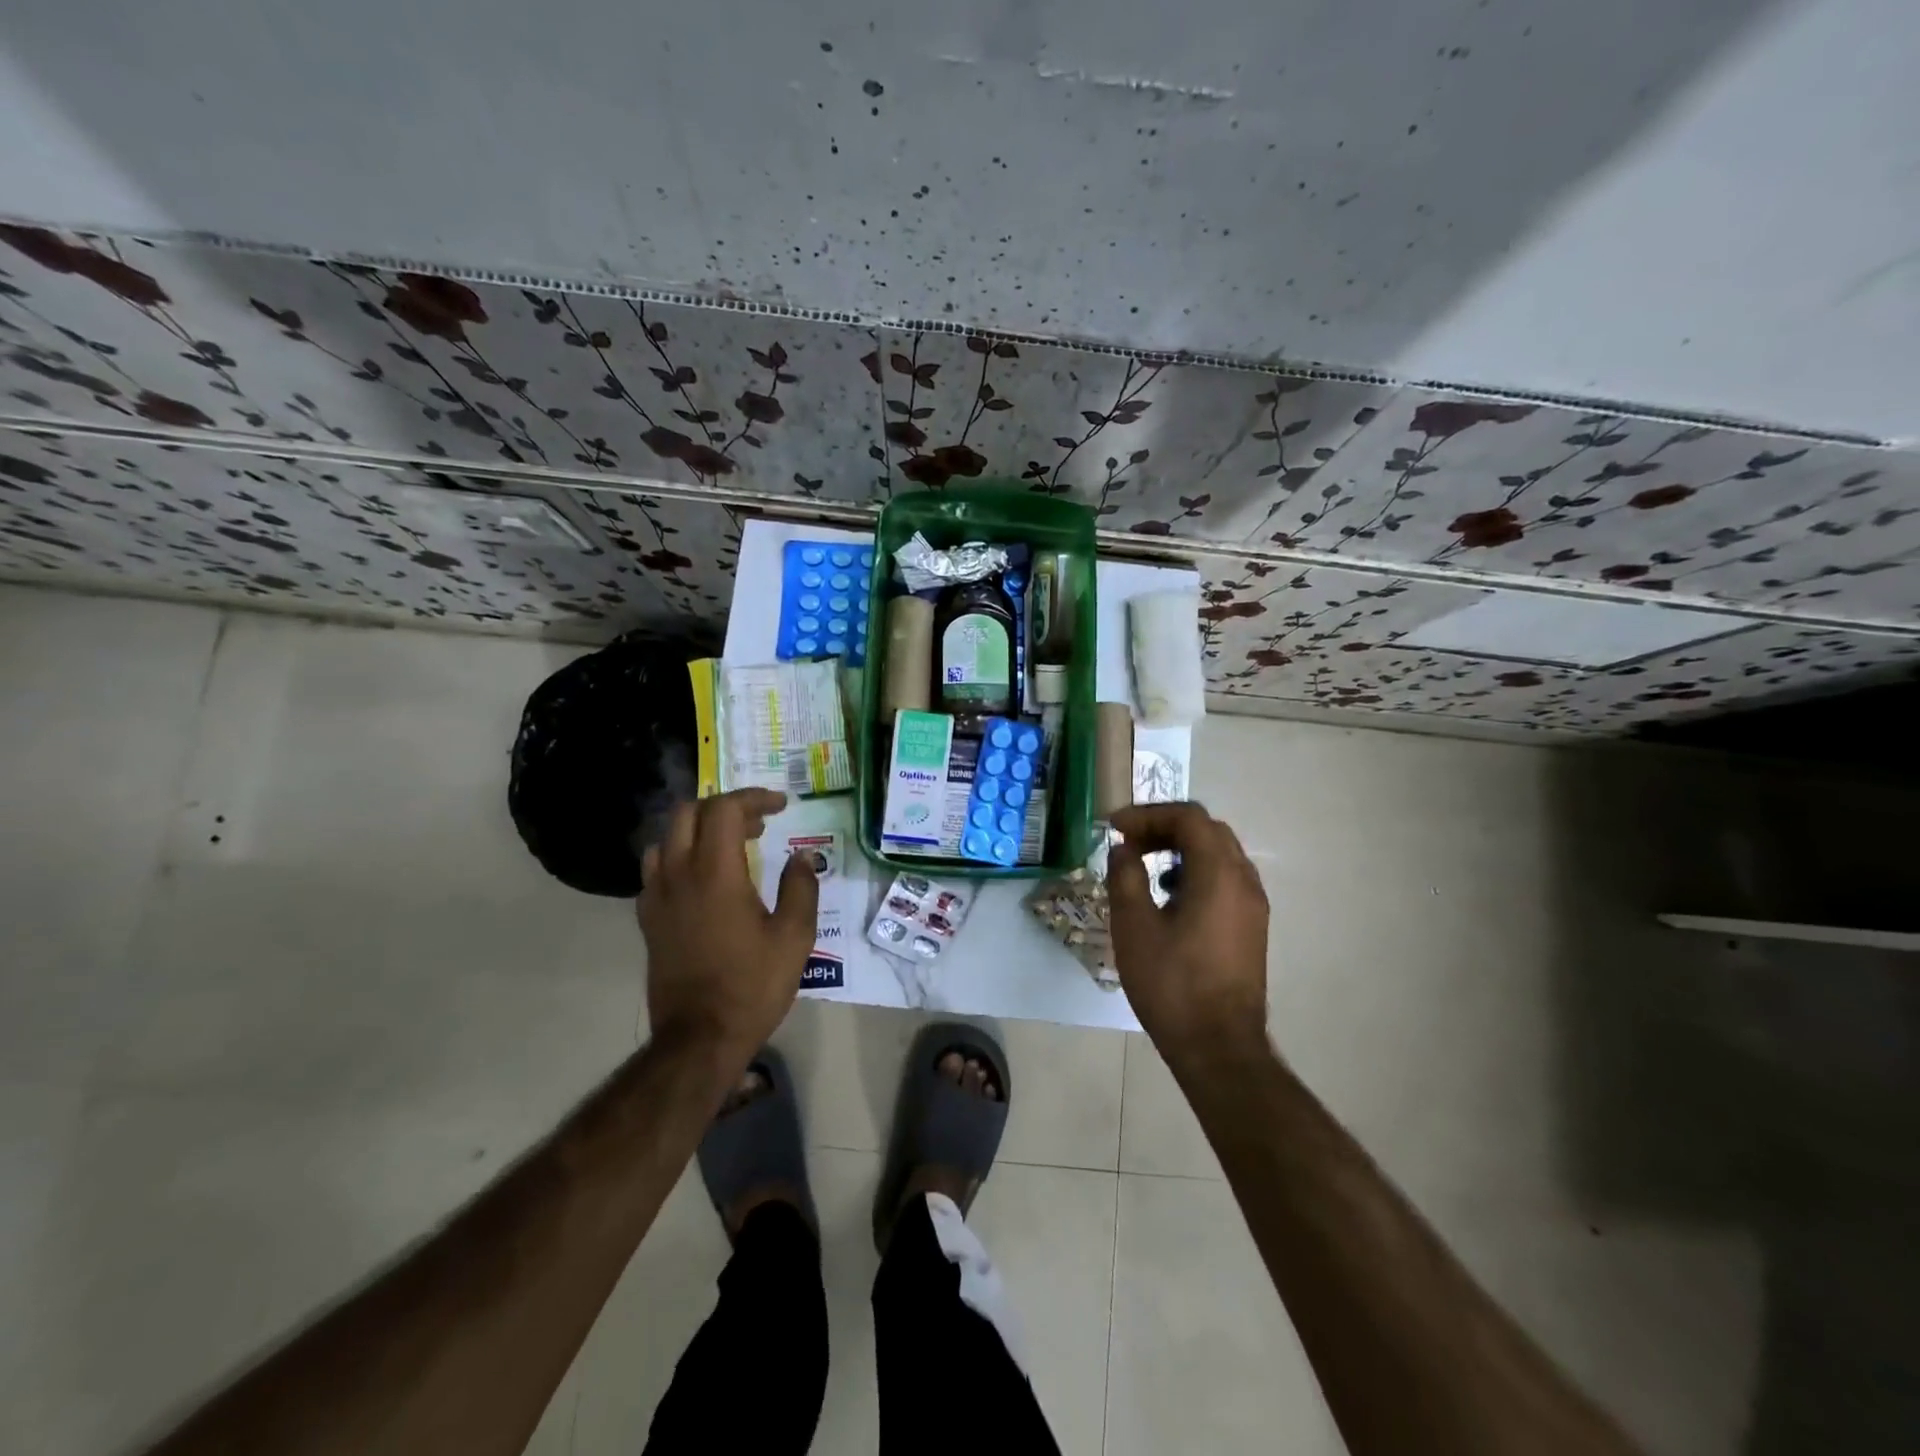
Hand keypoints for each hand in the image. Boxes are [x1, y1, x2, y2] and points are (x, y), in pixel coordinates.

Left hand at [638, 788, 819, 1063]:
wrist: (699, 1038)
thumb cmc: (752, 985)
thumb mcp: (794, 936)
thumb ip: (801, 888)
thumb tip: (802, 856)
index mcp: (716, 873)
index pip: (725, 809)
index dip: (754, 797)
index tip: (781, 806)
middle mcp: (679, 875)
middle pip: (689, 813)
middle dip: (725, 807)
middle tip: (758, 824)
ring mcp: (657, 897)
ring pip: (666, 838)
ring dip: (698, 829)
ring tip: (729, 845)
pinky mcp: (648, 920)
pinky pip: (655, 869)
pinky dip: (679, 857)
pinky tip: (702, 879)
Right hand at [1108, 802, 1270, 1066]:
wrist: (1218, 1047)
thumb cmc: (1172, 983)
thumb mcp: (1134, 926)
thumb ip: (1126, 877)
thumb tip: (1124, 850)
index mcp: (1219, 874)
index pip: (1189, 818)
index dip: (1148, 814)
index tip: (1115, 828)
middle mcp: (1244, 881)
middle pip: (1208, 830)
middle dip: (1165, 827)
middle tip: (1129, 842)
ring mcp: (1253, 905)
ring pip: (1219, 854)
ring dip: (1181, 848)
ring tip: (1145, 866)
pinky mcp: (1251, 927)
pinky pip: (1225, 879)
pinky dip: (1195, 872)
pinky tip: (1169, 898)